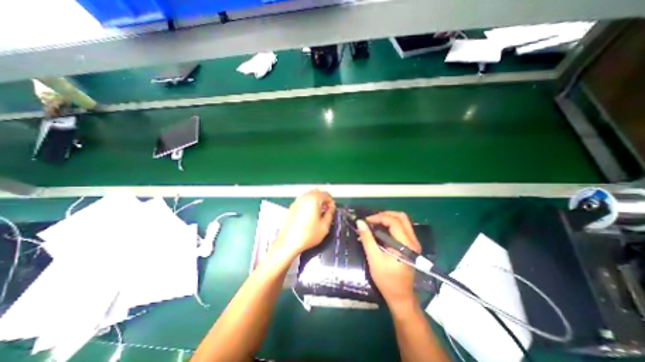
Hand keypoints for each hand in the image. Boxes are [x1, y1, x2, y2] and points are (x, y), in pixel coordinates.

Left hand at [270, 191, 335, 261]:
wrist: (289, 243)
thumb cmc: (307, 235)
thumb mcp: (325, 226)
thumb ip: (330, 214)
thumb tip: (331, 209)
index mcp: (313, 199)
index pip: (326, 194)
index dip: (331, 202)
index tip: (332, 210)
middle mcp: (304, 197)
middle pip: (317, 192)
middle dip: (324, 200)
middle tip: (327, 210)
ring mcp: (297, 201)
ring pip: (309, 196)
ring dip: (316, 201)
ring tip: (319, 213)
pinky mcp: (292, 207)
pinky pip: (303, 201)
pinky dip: (309, 204)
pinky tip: (310, 215)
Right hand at [355, 212, 420, 310]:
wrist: (400, 296)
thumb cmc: (386, 279)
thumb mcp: (374, 258)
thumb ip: (367, 238)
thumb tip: (360, 222)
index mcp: (405, 244)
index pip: (393, 221)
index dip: (378, 217)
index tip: (366, 221)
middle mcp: (413, 240)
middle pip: (401, 217)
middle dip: (384, 214)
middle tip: (371, 220)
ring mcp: (413, 242)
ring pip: (402, 221)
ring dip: (387, 219)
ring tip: (374, 223)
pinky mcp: (410, 245)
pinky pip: (401, 228)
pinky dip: (390, 225)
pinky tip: (380, 230)